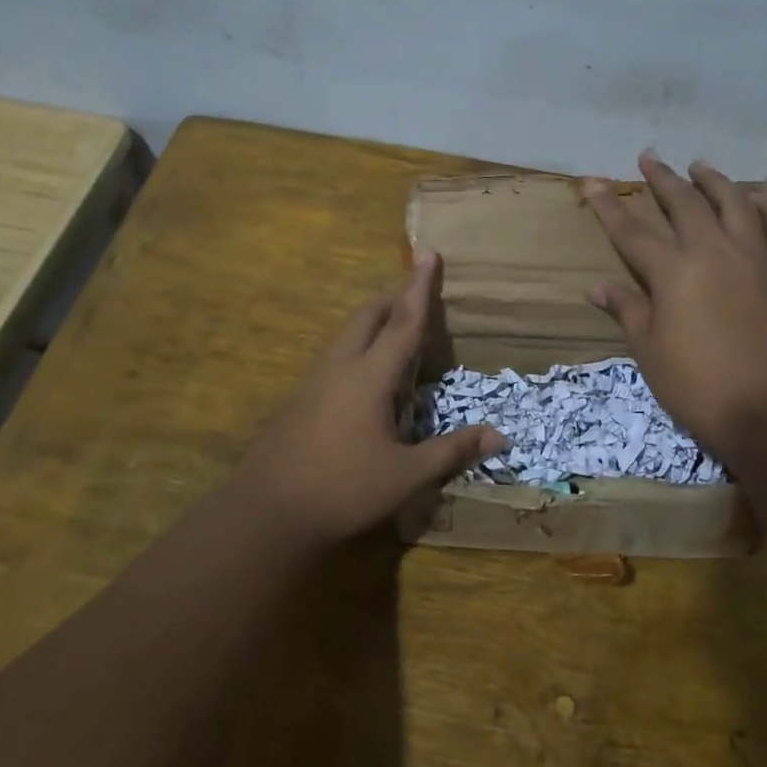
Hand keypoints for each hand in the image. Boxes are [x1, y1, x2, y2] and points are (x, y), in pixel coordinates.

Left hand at [225, 252, 504, 545]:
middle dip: (395, 297)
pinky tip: (366, 375)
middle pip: (369, 316)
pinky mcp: (300, 399)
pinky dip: (360, 346)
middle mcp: (340, 367)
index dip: (420, 288)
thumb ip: (452, 451)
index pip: (404, 322)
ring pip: (348, 334)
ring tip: (398, 329)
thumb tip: (499, 435)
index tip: (428, 253)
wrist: (266, 512)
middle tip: (419, 293)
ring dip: (375, 321)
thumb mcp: (406, 475)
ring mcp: (315, 381)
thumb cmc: (343, 489)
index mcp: (370, 376)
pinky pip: (337, 355)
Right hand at [584, 152, 766, 463]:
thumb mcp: (650, 351)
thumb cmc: (699, 386)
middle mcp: (713, 253)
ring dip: (715, 181)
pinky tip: (761, 200)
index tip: (592, 182)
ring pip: (735, 204)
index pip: (632, 231)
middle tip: (649, 158)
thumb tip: (597, 286)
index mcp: (673, 273)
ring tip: (700, 166)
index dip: (608, 206)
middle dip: (662, 179)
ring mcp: (755, 260)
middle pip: (684, 204)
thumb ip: (627, 310)